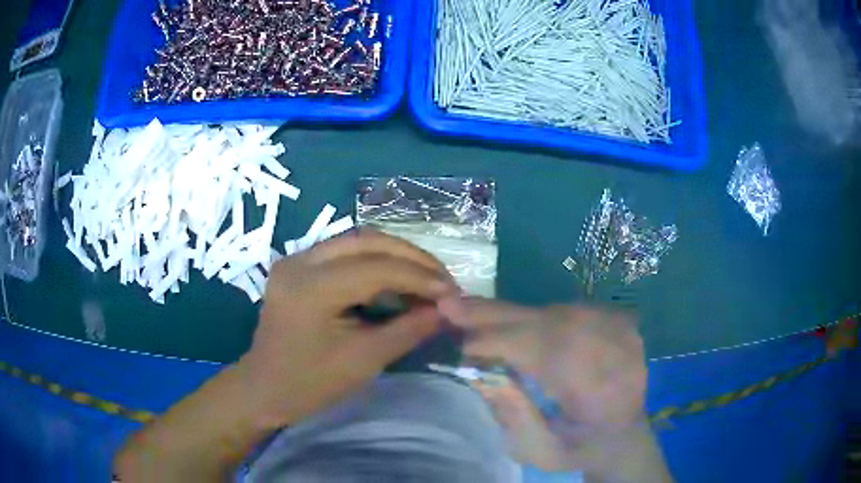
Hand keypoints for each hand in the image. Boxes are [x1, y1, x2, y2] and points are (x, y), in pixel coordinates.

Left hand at [241, 230, 459, 426]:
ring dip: (394, 254)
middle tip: (442, 279)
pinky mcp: (297, 265)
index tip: (452, 293)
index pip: (377, 268)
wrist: (264, 388)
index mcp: (311, 288)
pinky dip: (374, 260)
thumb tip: (446, 310)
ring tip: (424, 276)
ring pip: (356, 241)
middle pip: (366, 240)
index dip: (419, 277)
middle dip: (411, 256)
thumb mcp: (363, 361)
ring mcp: (295, 259)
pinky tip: (394, 277)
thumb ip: (408, 330)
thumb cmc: (310, 384)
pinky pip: (343, 252)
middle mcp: (300, 261)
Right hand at [440, 299, 666, 479]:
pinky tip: (506, 321)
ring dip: (510, 315)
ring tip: (470, 314)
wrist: (624, 435)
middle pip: (549, 322)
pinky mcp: (616, 322)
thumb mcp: (543, 451)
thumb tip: (479, 374)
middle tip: (450, 304)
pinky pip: (565, 311)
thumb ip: (513, 417)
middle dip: (496, 315)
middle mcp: (614, 351)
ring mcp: (619, 331)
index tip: (460, 345)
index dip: (500, 343)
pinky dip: (531, 316)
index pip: (546, 351)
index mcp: (601, 389)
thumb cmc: (582, 449)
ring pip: (554, 312)